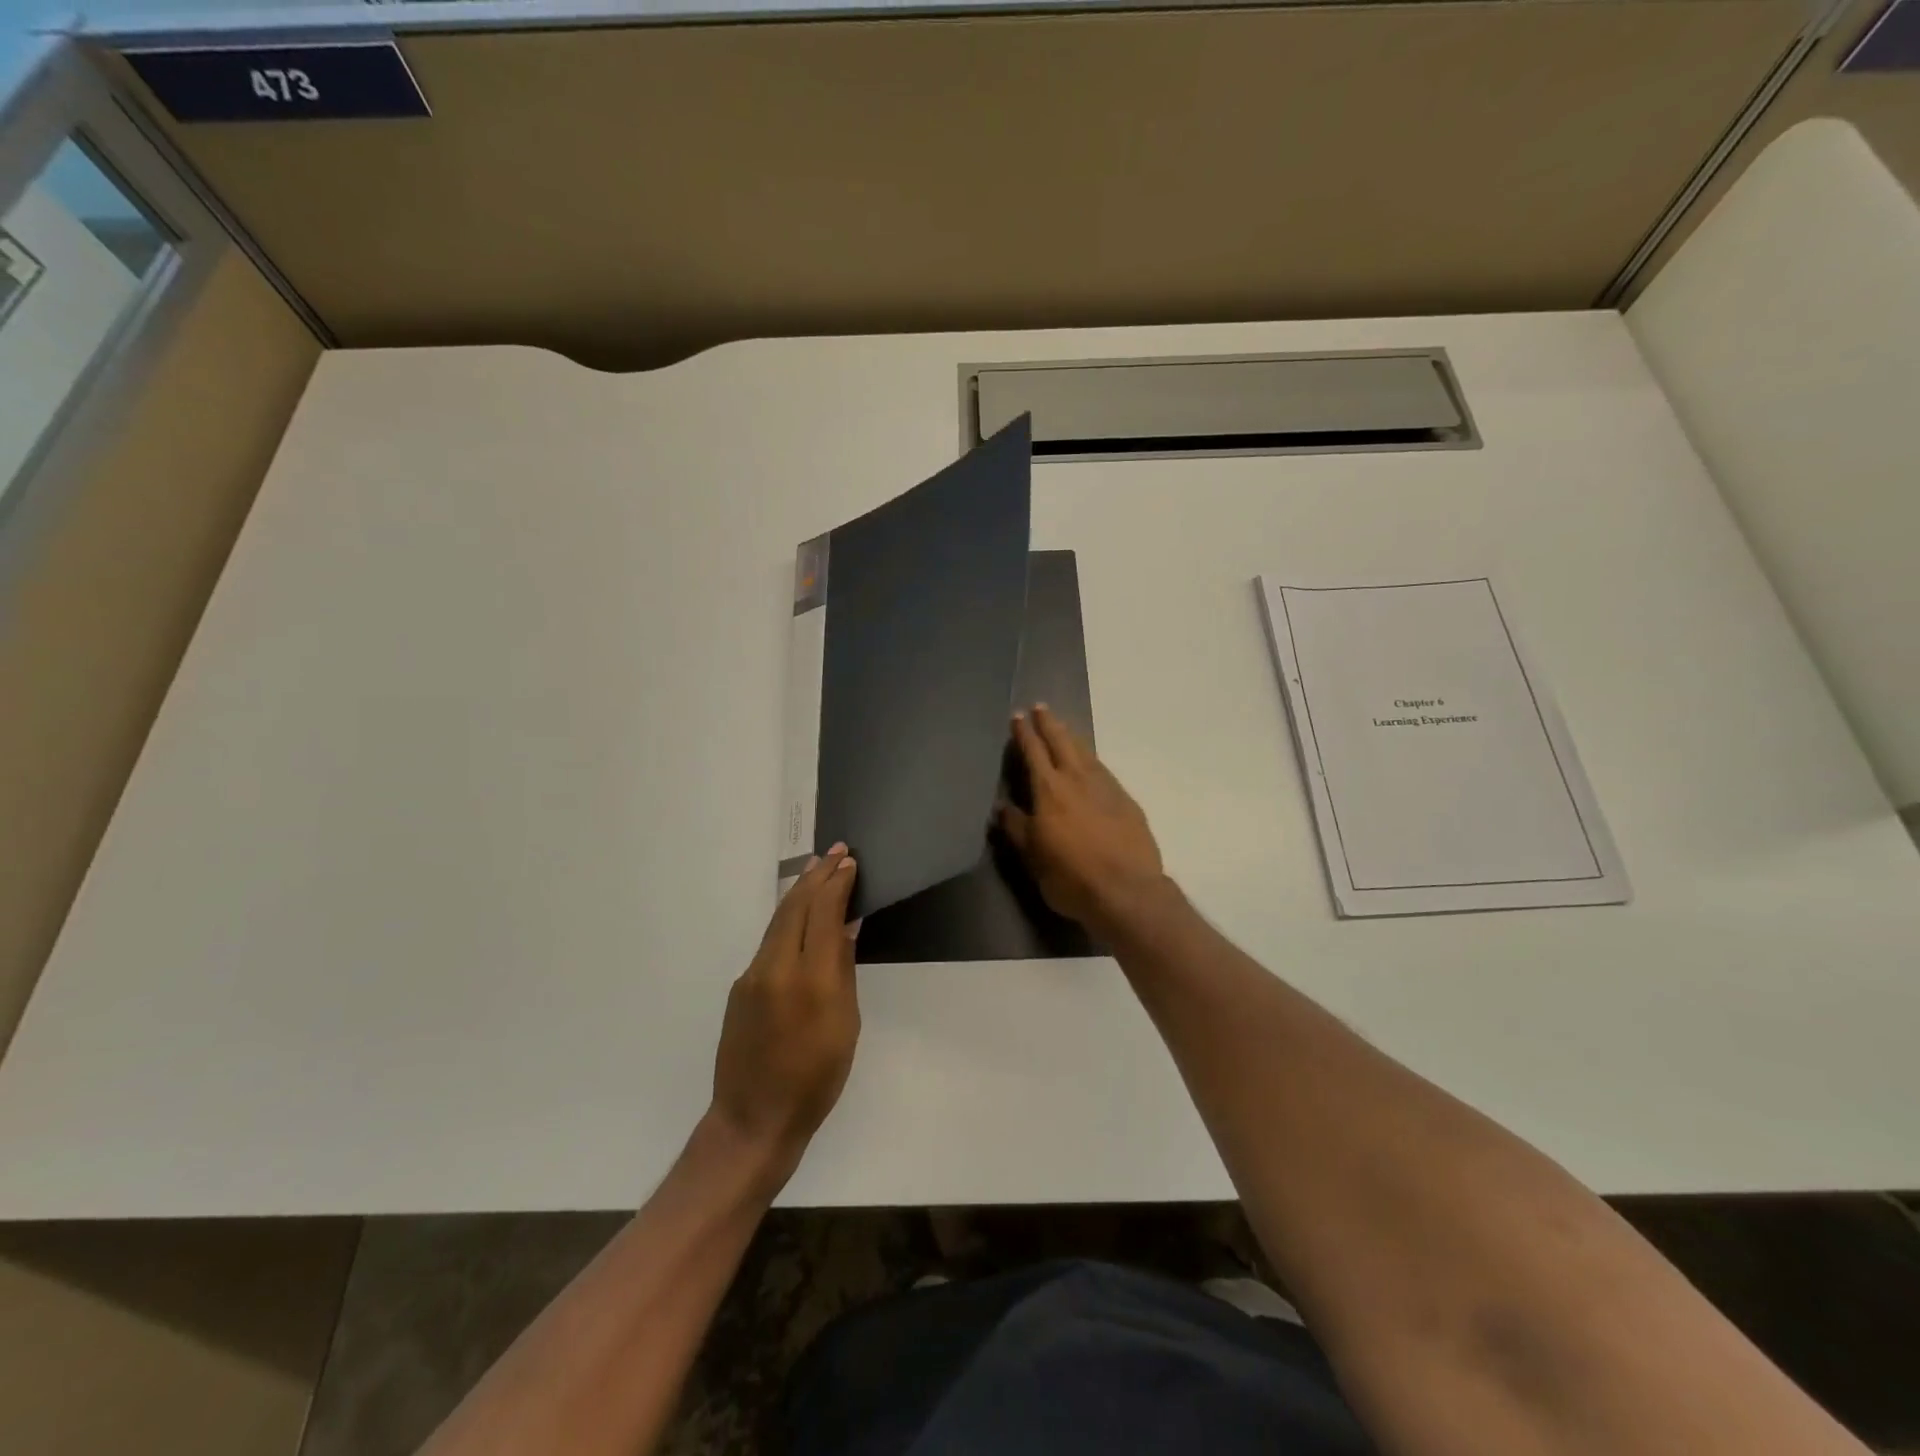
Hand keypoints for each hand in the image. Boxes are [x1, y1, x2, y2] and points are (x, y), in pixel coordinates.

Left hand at [710, 846, 861, 1181]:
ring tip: (818, 870)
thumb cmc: (815, 1078)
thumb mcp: (845, 1024)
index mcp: (809, 979)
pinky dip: (788, 919)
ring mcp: (751, 975)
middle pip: (795, 906)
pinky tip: (800, 916)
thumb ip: (843, 970)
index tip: (849, 862)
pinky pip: (769, 941)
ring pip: (778, 920)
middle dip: (816, 875)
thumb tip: (846, 927)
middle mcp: (775, 967)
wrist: (754, 1119)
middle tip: (835, 851)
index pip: (823, 913)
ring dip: (800, 892)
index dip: (837, 884)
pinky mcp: (740, 987)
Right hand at [999, 705, 1165, 935]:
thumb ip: (1017, 828)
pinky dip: (1091, 759)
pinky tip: (1091, 762)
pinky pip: (1103, 769)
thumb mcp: (1033, 857)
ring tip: (1064, 727)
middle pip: (1062, 743)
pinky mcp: (1126, 801)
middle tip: (1041, 708)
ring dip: (1072, 737)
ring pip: (1085, 752)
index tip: (1018, 716)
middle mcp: (1077, 780)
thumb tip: (1002, 806)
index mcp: (1049, 790)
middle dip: (1049, 724)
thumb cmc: (1071, 877)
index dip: (1024, 733)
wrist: (1128, 891)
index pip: (1033, 752)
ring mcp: (1106, 787)